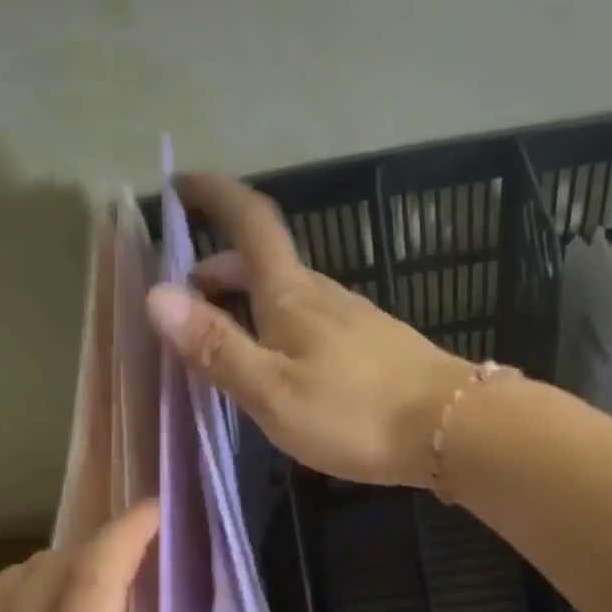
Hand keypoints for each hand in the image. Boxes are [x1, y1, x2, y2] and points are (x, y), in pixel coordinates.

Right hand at [145, 173, 473, 486]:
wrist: (454, 428)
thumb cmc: (354, 412)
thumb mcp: (271, 390)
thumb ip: (217, 346)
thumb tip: (157, 295)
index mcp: (291, 295)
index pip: (250, 223)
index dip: (215, 196)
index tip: (182, 183)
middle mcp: (323, 294)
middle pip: (265, 261)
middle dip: (221, 268)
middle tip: (189, 299)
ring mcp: (354, 317)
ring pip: (290, 292)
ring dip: (250, 300)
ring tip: (227, 339)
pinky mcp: (374, 344)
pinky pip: (313, 319)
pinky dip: (280, 325)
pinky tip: (282, 364)